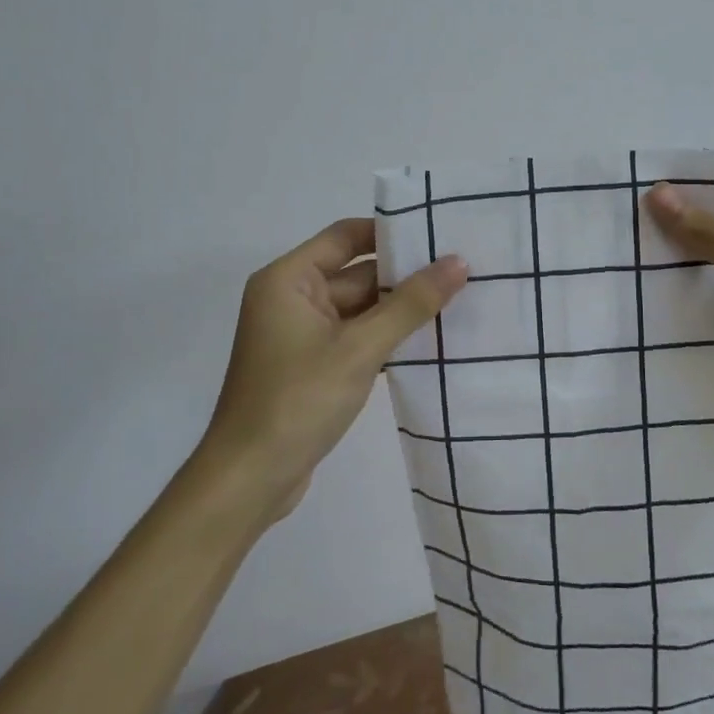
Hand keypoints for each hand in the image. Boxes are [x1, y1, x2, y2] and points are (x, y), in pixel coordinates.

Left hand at [201, 218, 468, 519]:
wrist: (250, 481)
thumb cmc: (298, 401)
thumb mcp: (360, 348)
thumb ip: (410, 304)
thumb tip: (459, 262)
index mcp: (288, 279)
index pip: (346, 236)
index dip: (391, 232)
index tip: (438, 233)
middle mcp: (291, 298)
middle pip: (356, 273)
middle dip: (404, 275)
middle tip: (462, 269)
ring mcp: (301, 334)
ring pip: (359, 308)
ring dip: (400, 309)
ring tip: (458, 298)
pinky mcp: (312, 364)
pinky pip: (355, 336)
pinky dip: (386, 336)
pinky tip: (430, 339)